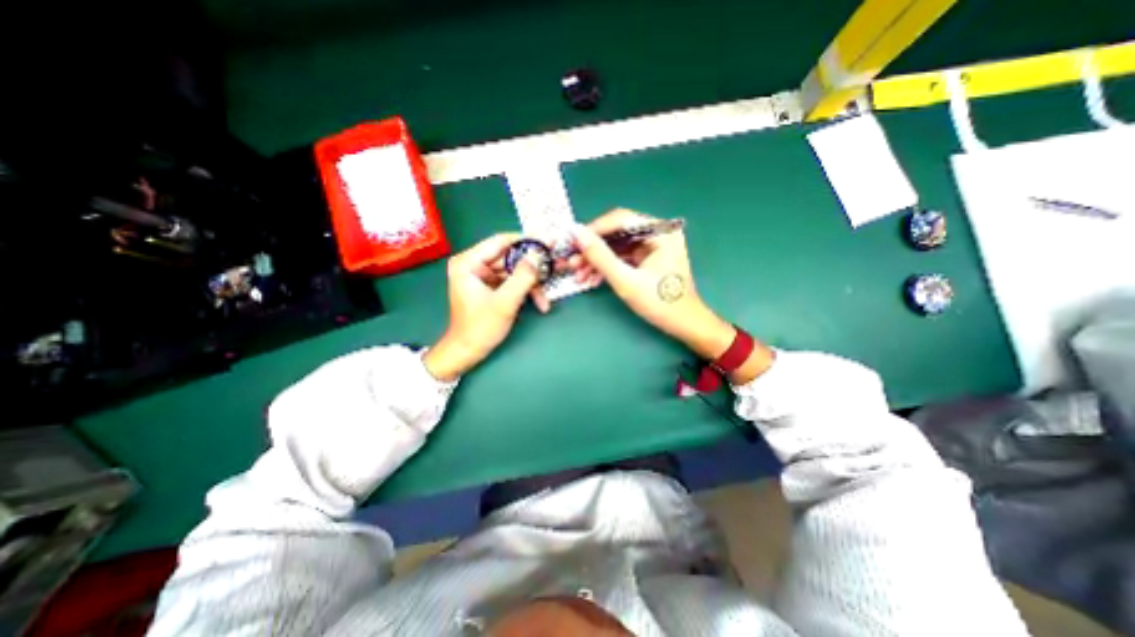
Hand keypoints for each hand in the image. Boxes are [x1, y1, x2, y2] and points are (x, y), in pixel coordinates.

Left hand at [426, 234, 550, 383]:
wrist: (468, 352)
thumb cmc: (481, 327)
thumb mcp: (505, 301)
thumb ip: (523, 276)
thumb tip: (538, 254)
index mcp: (468, 262)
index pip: (501, 242)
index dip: (526, 241)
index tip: (549, 241)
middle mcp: (474, 264)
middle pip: (510, 257)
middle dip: (533, 267)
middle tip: (556, 264)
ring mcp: (483, 276)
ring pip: (515, 271)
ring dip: (532, 284)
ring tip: (546, 297)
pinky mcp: (490, 287)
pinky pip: (512, 282)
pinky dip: (526, 291)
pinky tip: (540, 303)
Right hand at [568, 207, 736, 360]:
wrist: (684, 325)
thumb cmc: (660, 303)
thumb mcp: (626, 281)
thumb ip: (600, 256)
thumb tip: (577, 234)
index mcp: (660, 231)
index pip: (620, 219)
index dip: (593, 230)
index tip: (572, 243)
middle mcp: (658, 233)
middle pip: (617, 233)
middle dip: (593, 249)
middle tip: (572, 262)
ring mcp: (653, 246)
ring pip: (617, 246)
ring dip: (597, 260)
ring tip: (578, 274)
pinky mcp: (649, 258)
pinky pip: (623, 257)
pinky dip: (608, 267)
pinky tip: (591, 279)